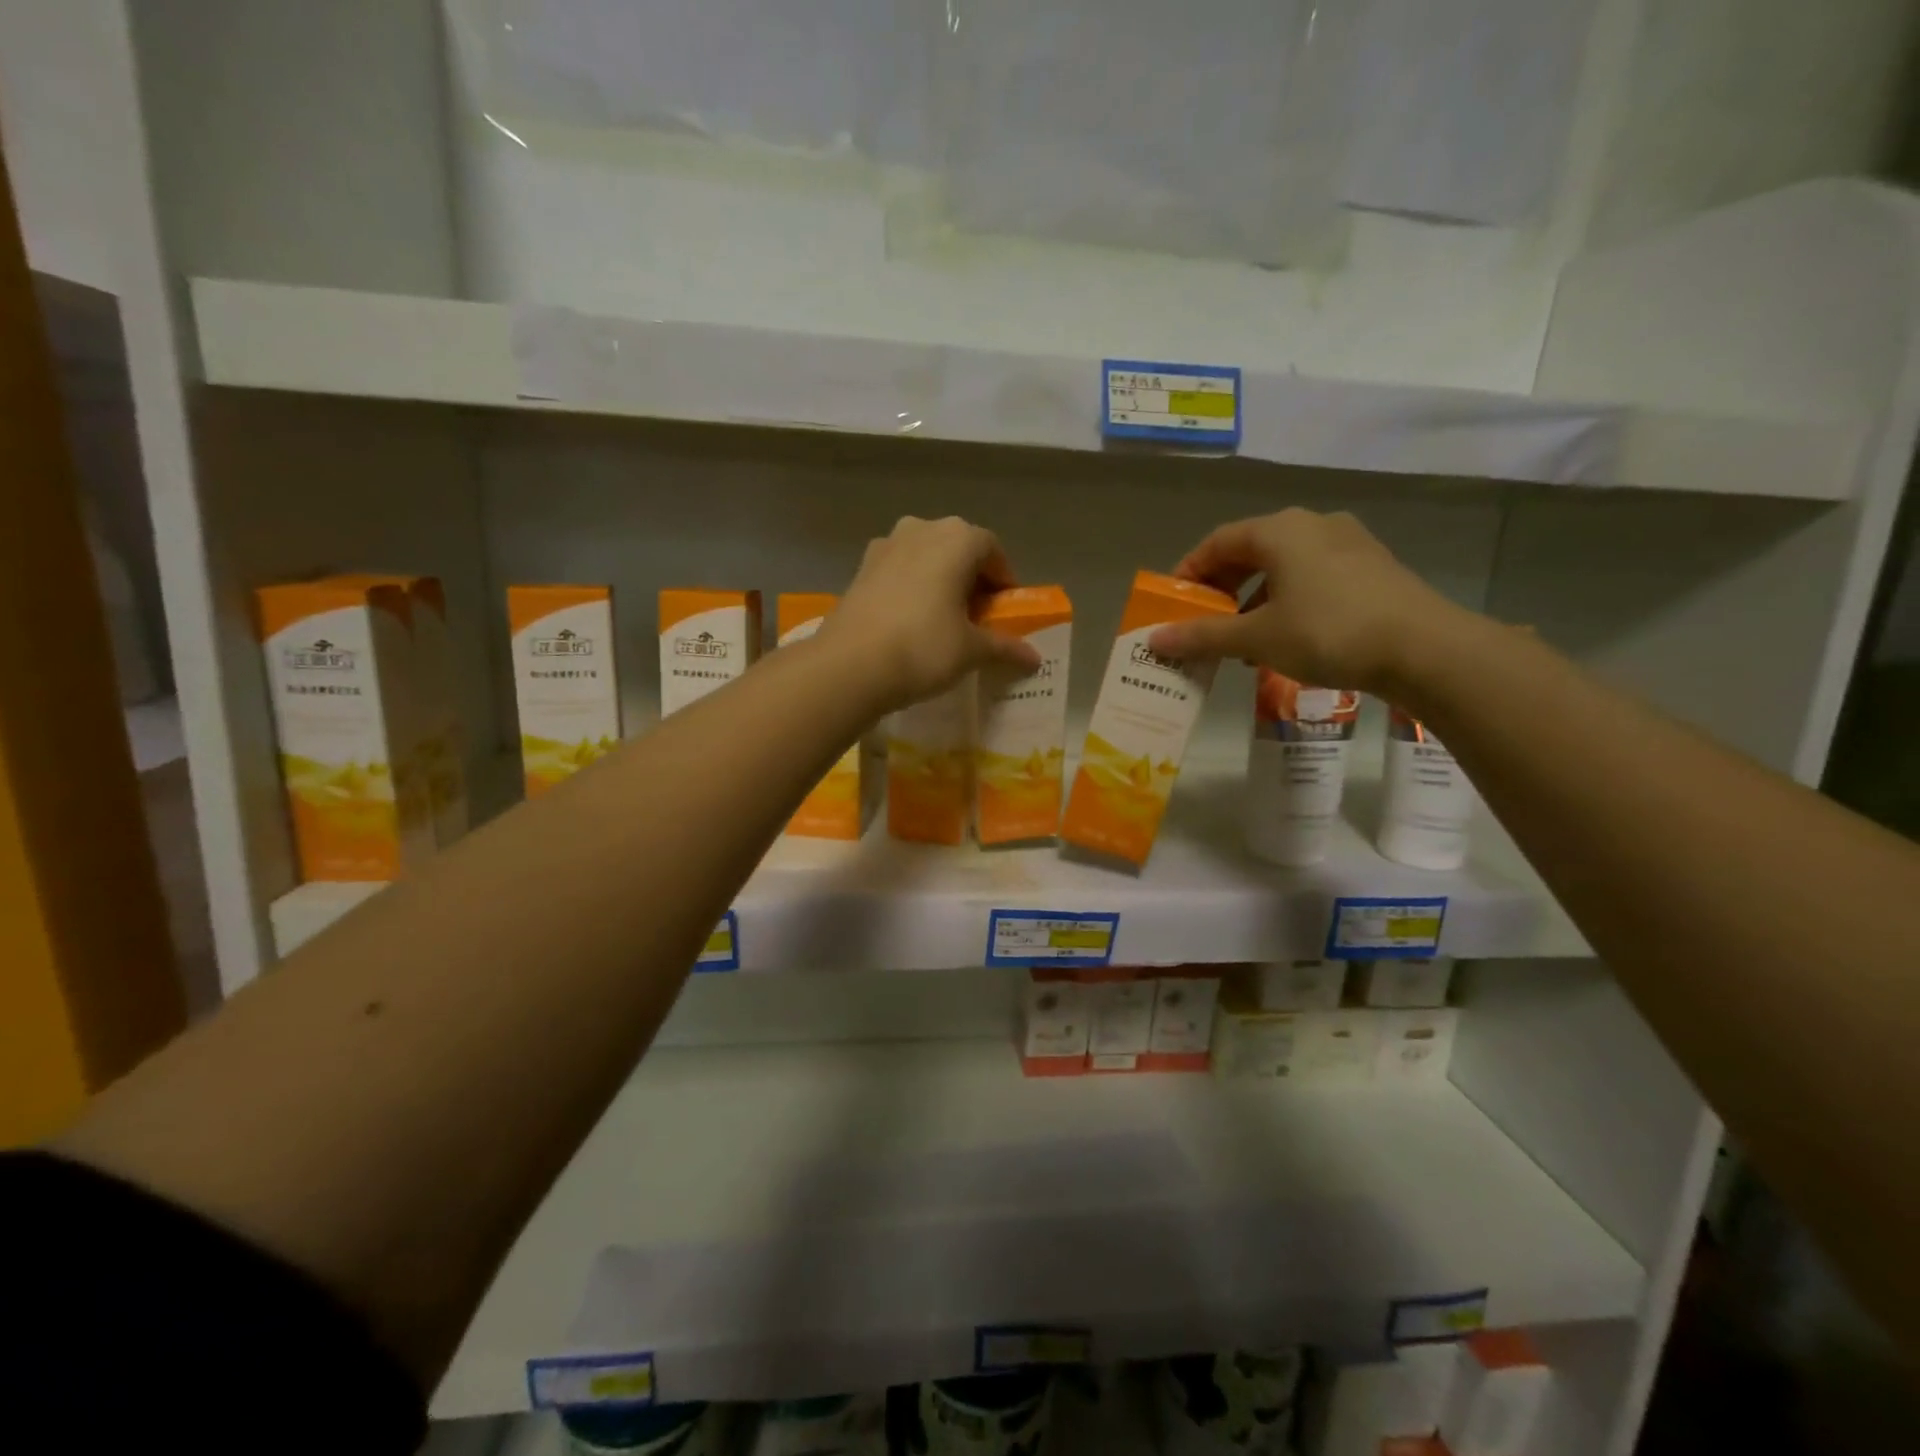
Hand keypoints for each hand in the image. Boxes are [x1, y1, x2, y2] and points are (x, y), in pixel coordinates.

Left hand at [824, 516, 1042, 713]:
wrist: (849, 665)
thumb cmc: (923, 648)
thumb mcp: (971, 651)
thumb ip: (1004, 647)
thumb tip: (1033, 658)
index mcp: (957, 538)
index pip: (992, 550)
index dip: (1004, 580)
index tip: (1005, 611)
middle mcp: (921, 529)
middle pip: (958, 549)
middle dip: (972, 579)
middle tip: (978, 617)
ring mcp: (885, 545)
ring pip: (926, 557)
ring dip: (940, 581)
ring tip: (944, 619)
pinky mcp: (861, 567)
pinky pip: (899, 570)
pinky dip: (913, 587)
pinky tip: (911, 621)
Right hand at [1147, 509, 1466, 696]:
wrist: (1423, 648)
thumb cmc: (1328, 632)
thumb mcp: (1257, 637)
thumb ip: (1204, 636)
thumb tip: (1156, 639)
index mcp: (1280, 531)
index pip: (1218, 541)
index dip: (1189, 570)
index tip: (1173, 602)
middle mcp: (1312, 525)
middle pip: (1250, 550)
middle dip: (1221, 586)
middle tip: (1203, 620)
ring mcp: (1347, 543)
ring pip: (1283, 565)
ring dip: (1252, 597)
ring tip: (1240, 636)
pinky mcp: (1371, 567)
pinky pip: (1312, 576)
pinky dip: (1286, 600)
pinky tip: (1284, 637)